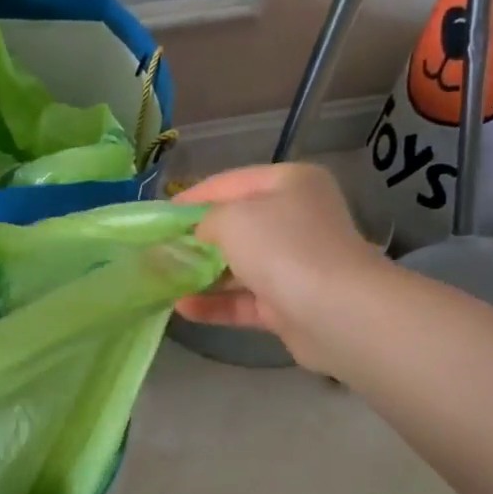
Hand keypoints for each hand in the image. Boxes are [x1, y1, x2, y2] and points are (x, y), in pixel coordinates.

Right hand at [175, 163, 395, 374]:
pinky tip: (183, 308)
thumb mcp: (232, 218)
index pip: (230, 182)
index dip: (191, 197)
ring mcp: (294, 263)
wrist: (335, 311)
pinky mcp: (289, 303)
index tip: (158, 216)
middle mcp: (296, 219)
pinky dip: (215, 303)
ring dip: (202, 274)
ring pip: (238, 266)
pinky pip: (243, 300)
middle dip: (195, 239)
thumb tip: (197, 235)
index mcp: (289, 184)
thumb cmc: (282, 247)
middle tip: (158, 251)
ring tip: (163, 281)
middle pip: (236, 225)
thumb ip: (205, 221)